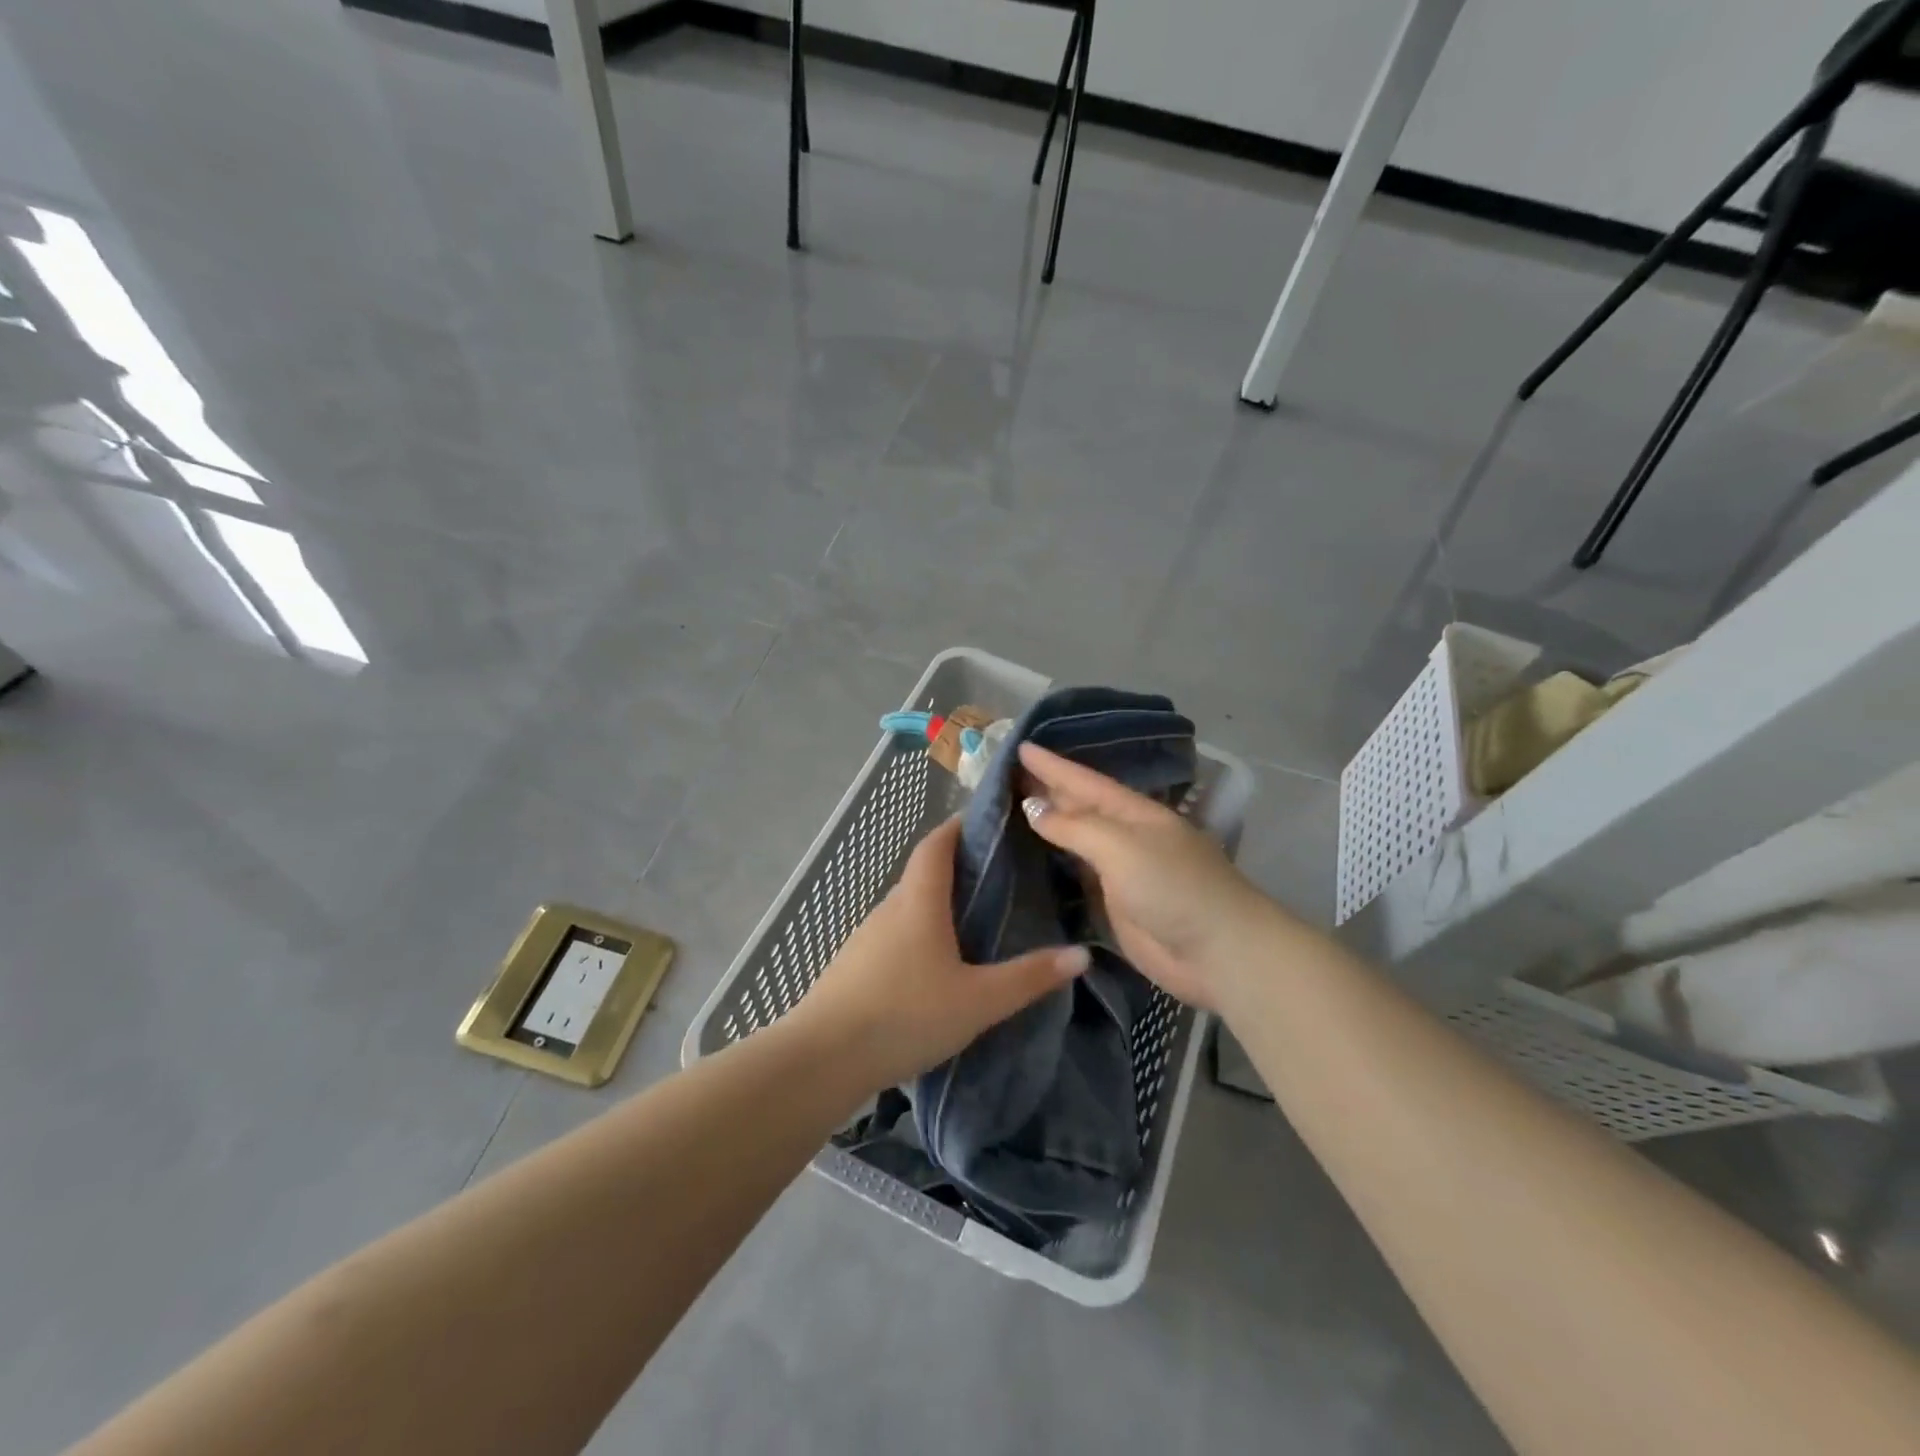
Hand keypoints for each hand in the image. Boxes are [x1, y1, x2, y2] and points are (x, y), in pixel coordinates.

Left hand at [789, 816, 1089, 1091]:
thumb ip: (1029, 978)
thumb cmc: (905, 1015)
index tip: (988, 822)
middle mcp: (890, 908)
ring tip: (974, 919)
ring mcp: (866, 937)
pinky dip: (919, 933)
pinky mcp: (854, 965)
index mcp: (919, 901)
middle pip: (923, 873)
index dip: (958, 826)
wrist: (822, 1059)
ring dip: (937, 903)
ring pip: (908, 907)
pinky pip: (894, 935)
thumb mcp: (978, 1001)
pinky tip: (936, 963)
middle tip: (998, 876)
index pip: (936, 844)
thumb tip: (1081, 954)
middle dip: (957, 867)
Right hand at [1017, 741, 1278, 1011]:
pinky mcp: (1115, 904)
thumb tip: (1033, 807)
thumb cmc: (1173, 887)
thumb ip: (1075, 826)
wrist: (1217, 953)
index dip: (1052, 766)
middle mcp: (1126, 836)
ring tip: (1010, 809)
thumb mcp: (1122, 846)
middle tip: (1006, 775)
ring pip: (1076, 841)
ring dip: (1048, 825)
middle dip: (1047, 790)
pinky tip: (1032, 856)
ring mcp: (1121, 871)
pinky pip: (1077, 876)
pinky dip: (1054, 863)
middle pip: (1080, 807)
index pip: (1084, 781)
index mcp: (1134, 813)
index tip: (1020, 747)